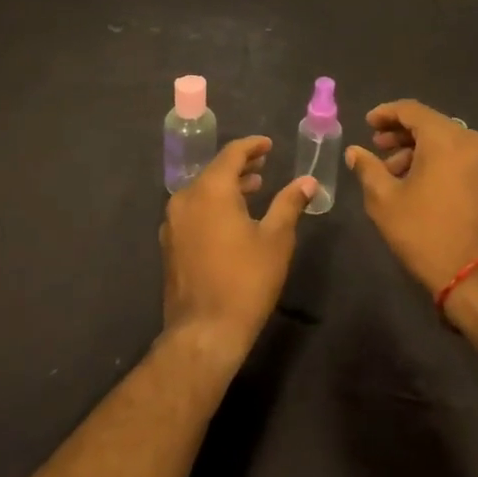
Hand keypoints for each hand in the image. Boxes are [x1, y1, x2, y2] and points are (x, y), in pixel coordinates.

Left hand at [160, 136, 316, 366]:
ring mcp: (173, 222)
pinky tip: (231, 219)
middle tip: (264, 165)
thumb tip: (308, 181)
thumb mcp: (276, 239)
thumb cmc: (246, 280)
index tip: (269, 145)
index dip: (252, 146)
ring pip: (202, 191)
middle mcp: (186, 198)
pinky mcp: (169, 243)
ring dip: (226, 186)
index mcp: (211, 190)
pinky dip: (212, 205)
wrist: (204, 332)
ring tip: (253, 190)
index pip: (232, 154)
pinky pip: (193, 210)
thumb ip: (289, 203)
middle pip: (214, 170)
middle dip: (240, 166)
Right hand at [346, 100, 477, 307]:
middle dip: (401, 134)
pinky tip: (420, 183)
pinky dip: (439, 162)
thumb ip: (367, 169)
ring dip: (419, 150)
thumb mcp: (385, 201)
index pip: (412, 110)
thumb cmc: (427, 234)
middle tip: (377, 148)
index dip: (385, 113)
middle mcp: (473, 140)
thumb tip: (355, 151)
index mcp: (447, 138)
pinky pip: (462, 158)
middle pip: (431, 124)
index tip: (367, 124)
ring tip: (394, 173)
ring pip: (447, 142)